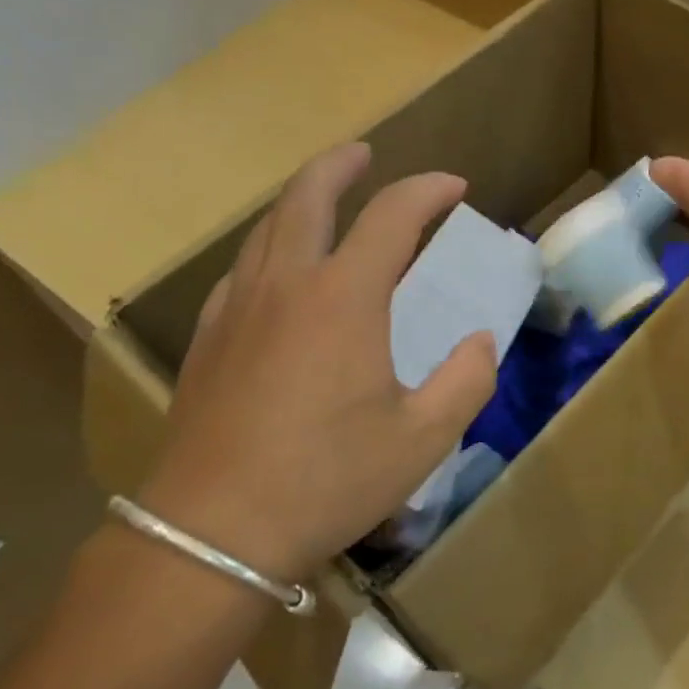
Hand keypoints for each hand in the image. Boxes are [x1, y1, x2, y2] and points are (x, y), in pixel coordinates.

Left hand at [139, 143, 496, 583]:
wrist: (212, 534)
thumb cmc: (327, 480)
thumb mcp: (423, 439)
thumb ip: (466, 380)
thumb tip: (479, 342)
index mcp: (344, 297)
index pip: (392, 216)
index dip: (427, 190)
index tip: (455, 188)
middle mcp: (287, 285)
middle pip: (308, 197)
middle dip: (340, 165)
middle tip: (364, 154)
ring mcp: (238, 309)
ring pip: (267, 229)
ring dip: (300, 201)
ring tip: (322, 202)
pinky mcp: (209, 341)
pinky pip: (241, 271)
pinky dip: (269, 249)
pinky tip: (276, 274)